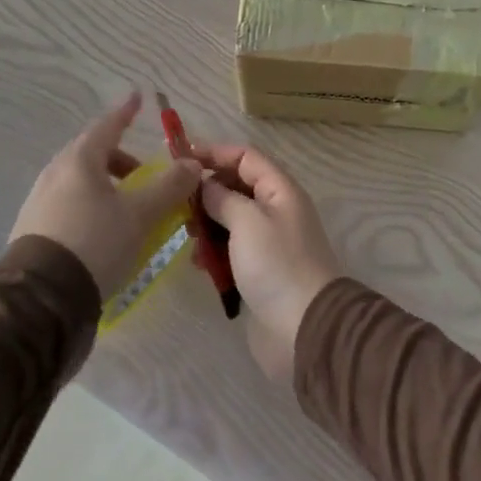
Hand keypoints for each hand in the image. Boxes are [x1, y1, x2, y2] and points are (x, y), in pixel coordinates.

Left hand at [10, 92, 199, 300]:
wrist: (38, 299)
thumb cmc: (95, 243)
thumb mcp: (141, 215)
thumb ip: (170, 186)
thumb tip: (192, 164)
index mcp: (80, 161)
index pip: (107, 125)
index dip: (126, 111)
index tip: (137, 98)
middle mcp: (55, 174)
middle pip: (91, 154)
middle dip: (119, 157)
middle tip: (143, 172)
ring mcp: (39, 202)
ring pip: (78, 180)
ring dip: (106, 184)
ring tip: (127, 207)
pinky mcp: (32, 230)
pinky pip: (67, 204)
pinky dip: (90, 204)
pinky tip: (102, 230)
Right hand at [193, 143, 340, 381]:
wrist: (304, 327)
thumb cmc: (276, 265)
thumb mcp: (247, 221)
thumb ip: (223, 197)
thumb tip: (205, 185)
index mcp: (281, 190)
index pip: (246, 157)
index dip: (215, 153)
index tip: (180, 158)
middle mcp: (276, 210)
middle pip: (238, 187)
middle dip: (208, 191)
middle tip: (177, 202)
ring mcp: (268, 242)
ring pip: (231, 219)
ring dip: (207, 223)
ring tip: (185, 234)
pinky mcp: (259, 270)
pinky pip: (231, 250)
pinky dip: (214, 252)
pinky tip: (197, 263)